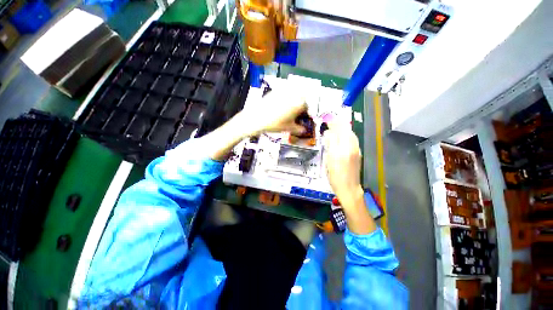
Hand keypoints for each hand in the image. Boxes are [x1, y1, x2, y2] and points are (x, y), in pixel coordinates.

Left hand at [237, 90, 306, 135]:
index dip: (305, 114)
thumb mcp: (289, 128)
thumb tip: (303, 130)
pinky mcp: (275, 91)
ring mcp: (283, 91)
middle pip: (300, 99)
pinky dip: (284, 99)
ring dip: (292, 102)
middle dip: (299, 106)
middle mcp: (293, 94)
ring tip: (286, 111)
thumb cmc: (275, 124)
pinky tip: (278, 107)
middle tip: (294, 115)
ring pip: (292, 96)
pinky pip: (283, 94)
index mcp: (299, 103)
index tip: (301, 118)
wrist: (257, 118)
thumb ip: (299, 129)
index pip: (307, 107)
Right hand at [323, 122, 375, 233]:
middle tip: (330, 121)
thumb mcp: (329, 161)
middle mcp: (351, 147)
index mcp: (341, 150)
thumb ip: (330, 146)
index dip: (332, 124)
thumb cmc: (335, 177)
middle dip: (338, 124)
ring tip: (336, 127)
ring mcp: (356, 150)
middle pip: (346, 130)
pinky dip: (347, 134)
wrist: (349, 188)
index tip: (327, 120)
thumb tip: (329, 134)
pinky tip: (342, 136)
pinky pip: (353, 139)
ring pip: (350, 134)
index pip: (338, 131)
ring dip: (343, 128)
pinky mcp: (358, 153)